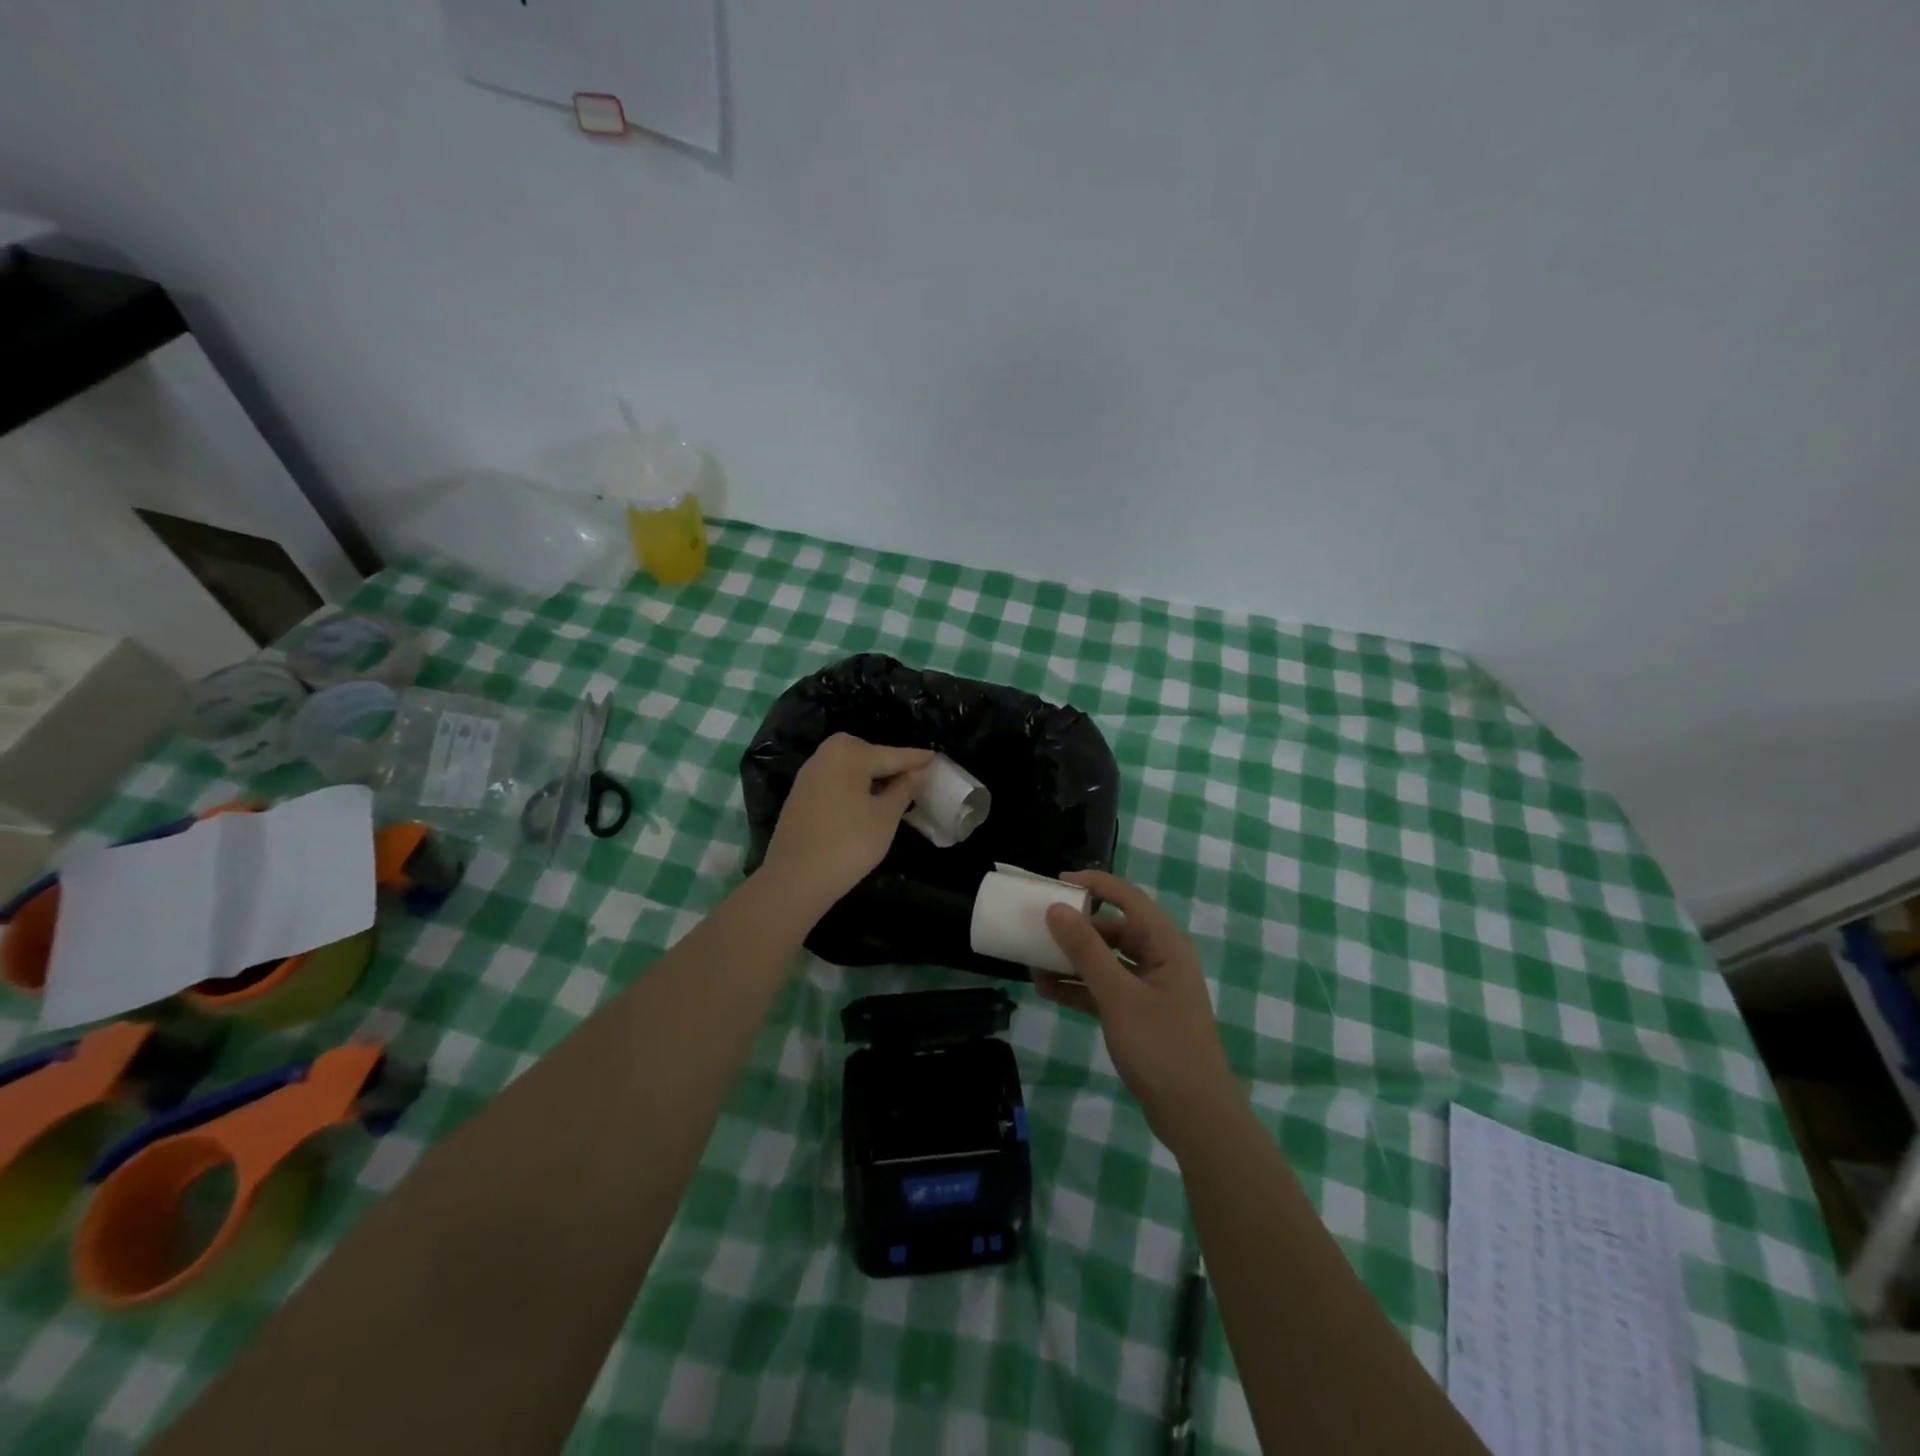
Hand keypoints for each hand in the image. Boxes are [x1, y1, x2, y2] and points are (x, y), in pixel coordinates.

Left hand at [758, 734, 932, 918]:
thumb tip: (919, 773)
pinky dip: (853, 787)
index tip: (936, 758)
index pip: (892, 755)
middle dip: (890, 765)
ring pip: (850, 769)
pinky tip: (864, 804)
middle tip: (914, 779)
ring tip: (893, 793)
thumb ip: (904, 789)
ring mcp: (808, 775)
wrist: (795, 879)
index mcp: (849, 753)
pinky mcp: (799, 796)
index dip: (916, 760)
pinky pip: (835, 782)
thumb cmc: (848, 843)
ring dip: (871, 777)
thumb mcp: (885, 817)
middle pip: (868, 756)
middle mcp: (825, 755)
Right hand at [1037, 870, 1239, 1144]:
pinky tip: (1047, 990)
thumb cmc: (1161, 1046)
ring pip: (1105, 961)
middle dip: (1076, 928)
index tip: (1055, 883)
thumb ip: (1086, 951)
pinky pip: (1104, 988)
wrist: (1194, 1116)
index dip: (1093, 885)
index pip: (1127, 898)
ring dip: (1072, 960)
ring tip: (1034, 962)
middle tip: (1038, 926)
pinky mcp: (1139, 1014)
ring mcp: (1150, 988)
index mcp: (1165, 944)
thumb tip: (1056, 908)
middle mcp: (1160, 959)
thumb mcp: (1118, 995)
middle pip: (1114, 929)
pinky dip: (1079, 987)